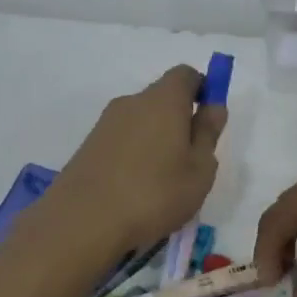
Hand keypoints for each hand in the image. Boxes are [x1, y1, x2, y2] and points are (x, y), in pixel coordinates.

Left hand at [46, 65, 225, 256]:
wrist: (82, 222)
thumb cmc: (154, 193)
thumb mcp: (199, 169)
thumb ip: (208, 133)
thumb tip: (214, 106)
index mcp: (163, 100)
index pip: (186, 75)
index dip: (203, 90)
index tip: (209, 120)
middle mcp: (132, 102)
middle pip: (162, 98)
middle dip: (180, 120)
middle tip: (190, 159)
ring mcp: (106, 124)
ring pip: (141, 121)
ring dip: (156, 140)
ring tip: (163, 181)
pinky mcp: (89, 146)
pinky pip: (123, 140)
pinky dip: (135, 155)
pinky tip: (137, 189)